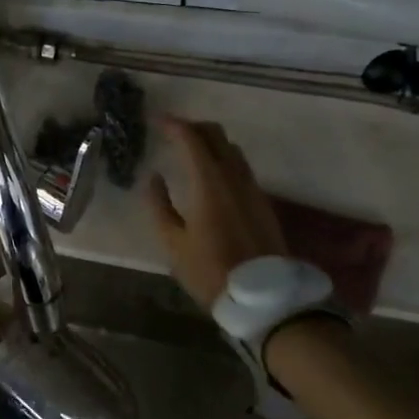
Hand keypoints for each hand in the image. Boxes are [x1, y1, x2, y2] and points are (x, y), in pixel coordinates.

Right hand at [146, 115, 289, 308]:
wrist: (264, 298)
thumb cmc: (210, 271)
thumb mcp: (173, 243)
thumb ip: (159, 205)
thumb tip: (154, 177)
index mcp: (209, 183)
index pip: (191, 138)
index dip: (173, 124)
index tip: (155, 120)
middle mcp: (233, 177)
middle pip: (216, 135)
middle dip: (192, 127)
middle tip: (170, 132)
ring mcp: (252, 187)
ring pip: (231, 148)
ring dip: (210, 141)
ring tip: (189, 151)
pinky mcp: (261, 201)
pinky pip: (240, 166)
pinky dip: (222, 158)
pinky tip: (210, 175)